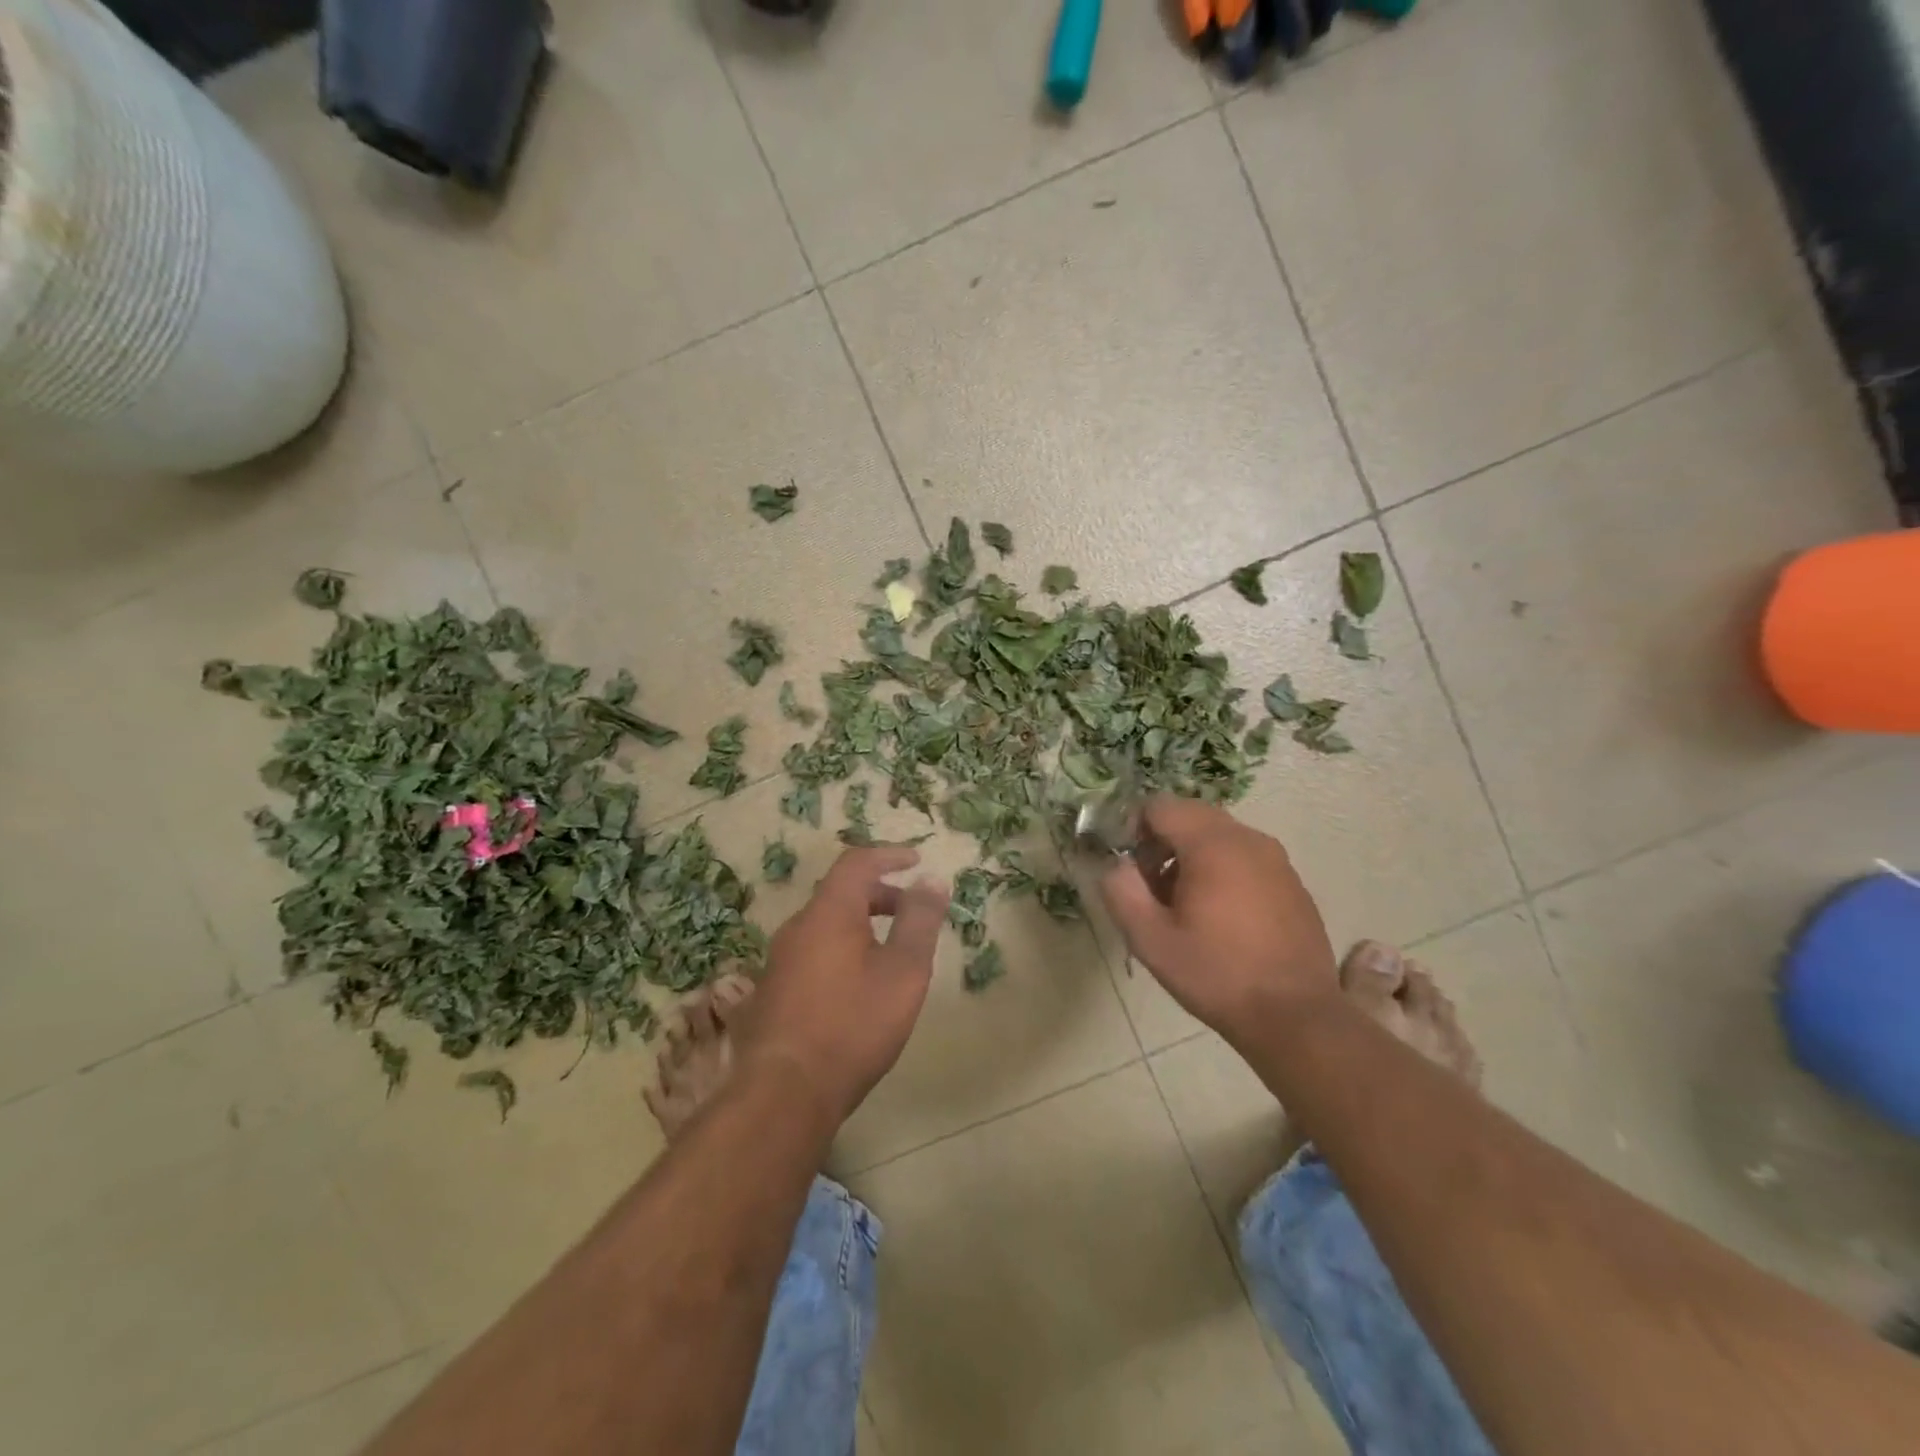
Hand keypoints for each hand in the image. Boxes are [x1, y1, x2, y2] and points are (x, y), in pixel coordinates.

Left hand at [740, 847, 949, 1127]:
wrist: (784, 1092)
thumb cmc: (853, 1025)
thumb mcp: (903, 971)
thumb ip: (919, 921)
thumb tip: (931, 879)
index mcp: (829, 912)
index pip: (856, 863)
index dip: (888, 855)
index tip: (916, 860)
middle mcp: (798, 927)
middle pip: (840, 893)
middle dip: (880, 894)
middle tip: (912, 911)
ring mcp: (780, 959)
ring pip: (826, 924)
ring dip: (861, 923)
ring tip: (891, 951)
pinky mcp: (773, 990)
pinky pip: (813, 951)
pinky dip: (842, 948)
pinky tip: (858, 985)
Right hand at [1100, 797, 1336, 1044]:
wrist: (1295, 1017)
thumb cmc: (1216, 975)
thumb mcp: (1150, 939)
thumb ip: (1121, 891)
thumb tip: (1116, 865)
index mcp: (1212, 845)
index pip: (1160, 806)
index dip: (1134, 829)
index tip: (1131, 869)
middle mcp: (1248, 839)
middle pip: (1191, 816)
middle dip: (1163, 842)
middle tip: (1152, 888)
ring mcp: (1277, 860)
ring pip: (1219, 836)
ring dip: (1192, 857)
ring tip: (1184, 907)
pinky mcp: (1292, 883)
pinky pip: (1246, 858)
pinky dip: (1223, 871)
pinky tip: (1221, 919)